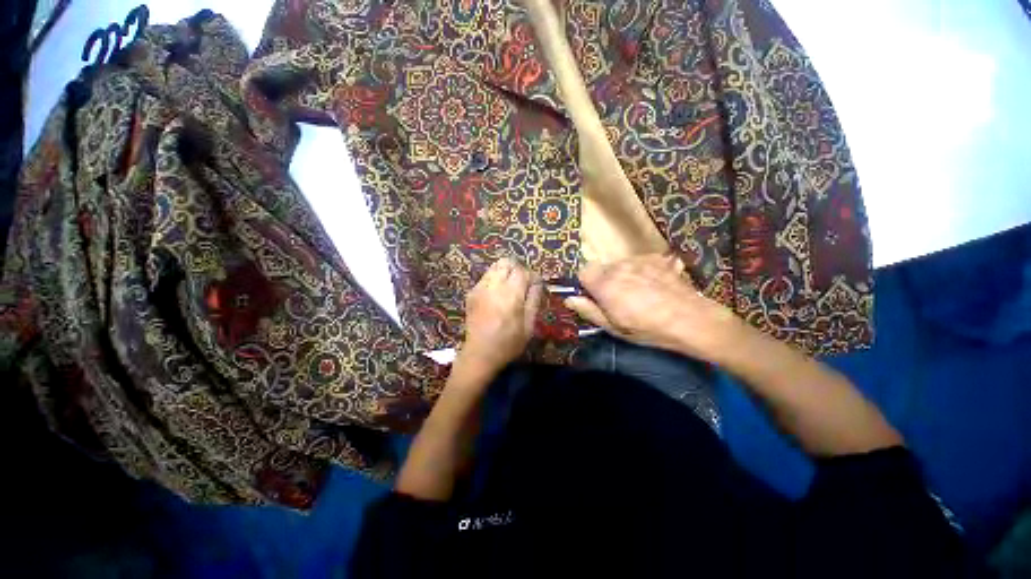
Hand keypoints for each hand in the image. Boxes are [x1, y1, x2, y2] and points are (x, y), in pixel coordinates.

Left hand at [458, 258, 543, 374]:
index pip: (523, 271)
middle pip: (507, 262)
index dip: (532, 276)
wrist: (479, 354)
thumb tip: (537, 283)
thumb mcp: (529, 326)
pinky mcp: (472, 292)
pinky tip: (497, 295)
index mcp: (511, 295)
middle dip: (517, 269)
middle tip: (522, 283)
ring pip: (495, 266)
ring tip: (509, 287)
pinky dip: (494, 279)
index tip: (535, 285)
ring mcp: (480, 288)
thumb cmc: (508, 343)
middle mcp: (494, 286)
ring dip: (505, 272)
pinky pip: (485, 276)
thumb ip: (534, 300)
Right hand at [564, 254, 741, 361]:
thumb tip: (569, 298)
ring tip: (639, 293)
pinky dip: (641, 270)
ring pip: (620, 264)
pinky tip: (654, 285)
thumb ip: (589, 310)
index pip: (583, 271)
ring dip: (622, 275)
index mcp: (605, 283)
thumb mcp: (614, 327)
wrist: (692, 320)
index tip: (595, 297)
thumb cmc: (648, 329)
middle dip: (604, 280)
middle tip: (618, 299)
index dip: (586, 284)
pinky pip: (639, 262)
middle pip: (601, 267)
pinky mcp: (657, 258)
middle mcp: (618, 266)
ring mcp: (639, 260)